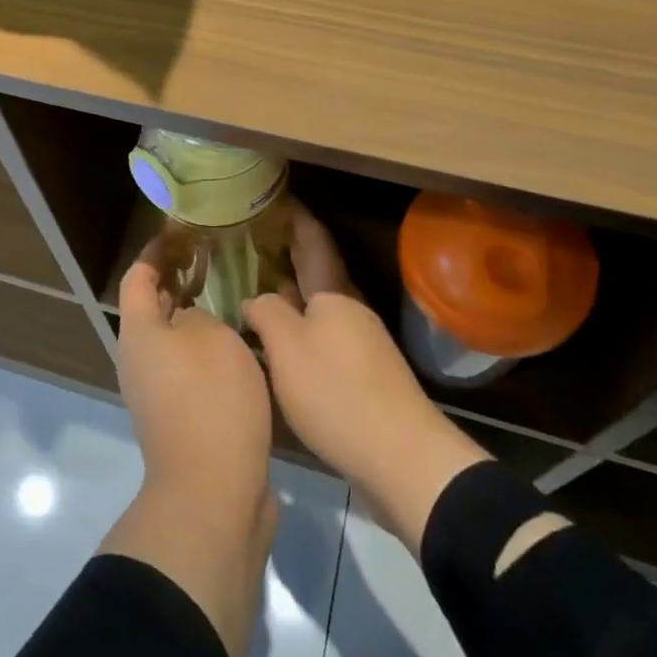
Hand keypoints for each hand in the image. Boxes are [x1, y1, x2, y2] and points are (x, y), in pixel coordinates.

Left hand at [117, 254, 274, 503]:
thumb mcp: (211, 337)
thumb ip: (199, 314)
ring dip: (197, 318)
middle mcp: (139, 361)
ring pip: (174, 340)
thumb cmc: (210, 400)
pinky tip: (241, 346)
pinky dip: (208, 350)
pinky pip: (189, 369)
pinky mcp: (180, 419)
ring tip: (233, 299)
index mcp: (139, 333)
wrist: (213, 494)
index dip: (157, 252)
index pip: (138, 277)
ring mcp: (157, 394)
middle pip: (153, 309)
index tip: (183, 233)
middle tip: (217, 263)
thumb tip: (191, 320)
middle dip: (180, 282)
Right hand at [244, 203, 487, 554]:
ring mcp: (359, 344)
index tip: (275, 198)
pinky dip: (299, 326)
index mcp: (333, 293)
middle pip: (317, 271)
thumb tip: (255, 299)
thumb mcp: (288, 347)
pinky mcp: (361, 377)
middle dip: (290, 252)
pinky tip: (279, 341)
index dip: (295, 217)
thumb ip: (266, 313)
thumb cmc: (337, 392)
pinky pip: (322, 335)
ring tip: (258, 285)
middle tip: (255, 238)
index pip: (313, 240)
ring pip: (319, 305)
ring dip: (292, 291)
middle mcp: (349, 310)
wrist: (401, 459)